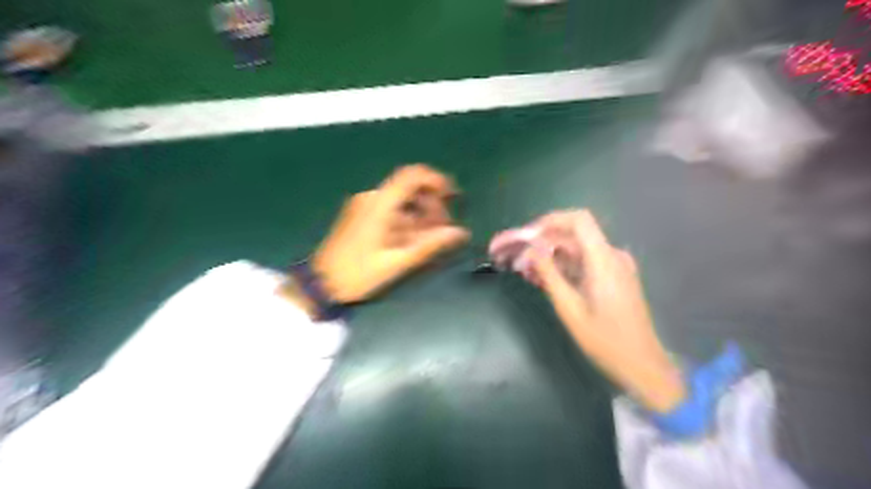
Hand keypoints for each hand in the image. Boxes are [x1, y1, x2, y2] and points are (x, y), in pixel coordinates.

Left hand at [309, 164, 466, 301]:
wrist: (319, 284)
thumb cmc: (357, 274)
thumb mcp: (396, 262)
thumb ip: (429, 245)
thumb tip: (460, 233)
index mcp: (379, 204)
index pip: (412, 176)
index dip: (436, 181)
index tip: (453, 197)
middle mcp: (372, 198)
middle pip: (410, 189)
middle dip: (432, 205)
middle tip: (445, 229)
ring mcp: (365, 206)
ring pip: (402, 202)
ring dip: (421, 215)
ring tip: (432, 239)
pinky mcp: (361, 216)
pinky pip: (391, 211)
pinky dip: (407, 221)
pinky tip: (413, 241)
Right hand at [523, 209, 686, 411]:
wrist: (641, 364)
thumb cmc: (605, 340)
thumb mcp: (569, 307)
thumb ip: (549, 273)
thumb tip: (531, 248)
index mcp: (604, 260)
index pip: (578, 220)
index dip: (550, 221)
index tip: (527, 235)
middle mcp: (611, 256)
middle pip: (572, 235)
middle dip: (541, 242)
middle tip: (515, 257)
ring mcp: (614, 266)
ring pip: (575, 250)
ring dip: (548, 256)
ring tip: (523, 270)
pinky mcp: (612, 277)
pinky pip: (583, 262)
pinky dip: (561, 266)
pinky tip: (541, 278)